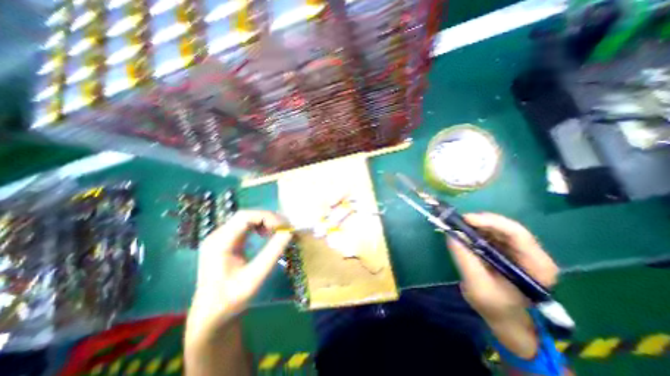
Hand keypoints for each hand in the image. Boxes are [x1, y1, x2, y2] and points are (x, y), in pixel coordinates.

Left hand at [187, 212, 292, 328]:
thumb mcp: (255, 278)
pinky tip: (267, 234)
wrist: (211, 316)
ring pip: (247, 219)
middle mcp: (218, 235)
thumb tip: (289, 233)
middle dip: (268, 218)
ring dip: (265, 222)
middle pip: (246, 215)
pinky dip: (260, 227)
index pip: (245, 216)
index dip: (267, 217)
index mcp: (219, 243)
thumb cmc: (231, 300)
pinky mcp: (226, 242)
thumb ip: (272, 254)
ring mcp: (221, 238)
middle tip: (285, 227)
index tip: (284, 227)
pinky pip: (245, 226)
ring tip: (278, 230)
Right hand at [446, 213, 557, 355]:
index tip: (466, 220)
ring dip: (476, 226)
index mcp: (537, 265)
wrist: (505, 318)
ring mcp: (519, 250)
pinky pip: (491, 234)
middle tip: (458, 222)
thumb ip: (464, 259)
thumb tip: (450, 234)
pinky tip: (464, 234)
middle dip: (480, 222)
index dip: (490, 222)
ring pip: (497, 228)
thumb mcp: (477, 285)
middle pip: (506, 227)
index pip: (517, 234)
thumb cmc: (496, 307)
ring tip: (458, 227)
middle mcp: (532, 253)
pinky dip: (475, 231)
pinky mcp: (507, 250)